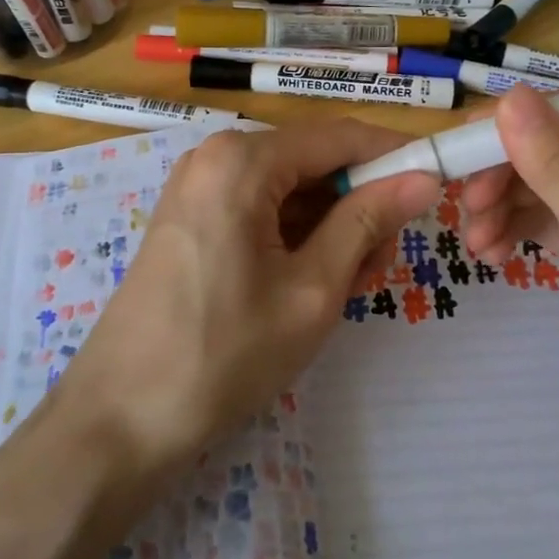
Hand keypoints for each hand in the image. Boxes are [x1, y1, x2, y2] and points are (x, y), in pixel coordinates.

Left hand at [60, 120, 438, 469]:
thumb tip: (424, 177)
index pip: (340, 137)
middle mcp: (216, 157)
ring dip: (330, 228)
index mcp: (243, 160)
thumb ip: (368, 222)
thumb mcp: (313, 289)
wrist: (120, 421)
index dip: (394, 156)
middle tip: (380, 267)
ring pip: (290, 190)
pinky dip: (295, 238)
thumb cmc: (225, 353)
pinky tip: (310, 285)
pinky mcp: (191, 220)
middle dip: (359, 205)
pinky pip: (260, 210)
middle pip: (313, 162)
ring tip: (348, 287)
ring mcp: (198, 188)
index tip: (438, 185)